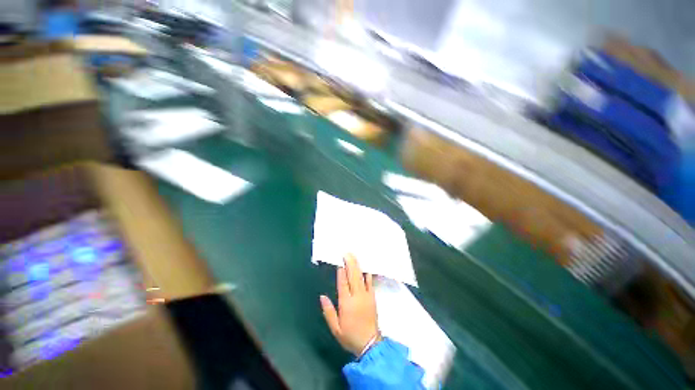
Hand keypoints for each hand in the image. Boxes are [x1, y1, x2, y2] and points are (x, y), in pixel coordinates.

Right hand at [320, 254, 380, 355]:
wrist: (370, 343)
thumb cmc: (350, 335)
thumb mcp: (335, 328)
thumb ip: (328, 311)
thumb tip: (322, 296)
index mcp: (346, 303)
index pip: (343, 284)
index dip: (341, 272)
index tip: (339, 262)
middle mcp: (356, 296)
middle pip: (352, 276)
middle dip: (349, 263)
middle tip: (347, 253)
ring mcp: (366, 296)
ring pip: (361, 277)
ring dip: (357, 266)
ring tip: (354, 257)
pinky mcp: (372, 297)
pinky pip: (370, 283)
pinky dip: (367, 275)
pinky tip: (366, 268)